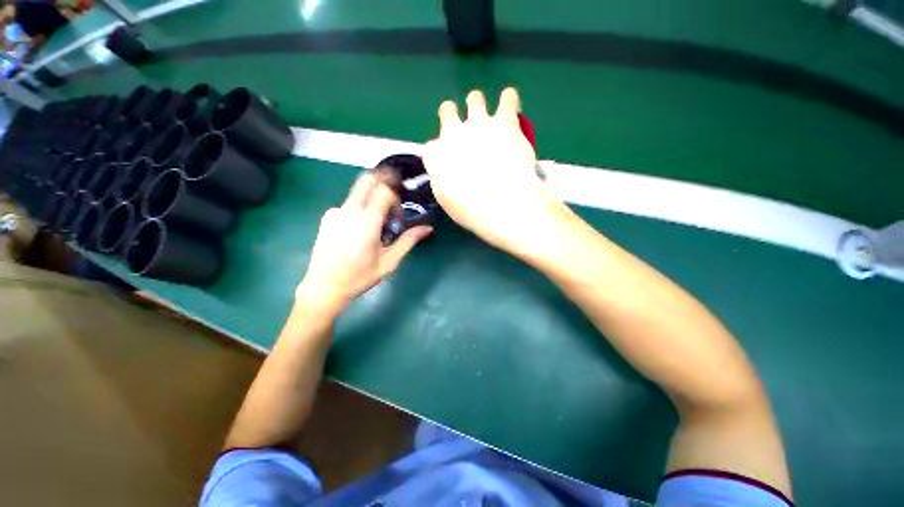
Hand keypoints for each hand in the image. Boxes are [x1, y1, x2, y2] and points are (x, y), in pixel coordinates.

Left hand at [295, 174, 431, 313]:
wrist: (324, 287)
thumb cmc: (359, 277)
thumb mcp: (389, 261)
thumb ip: (408, 241)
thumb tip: (427, 228)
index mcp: (366, 222)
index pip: (384, 190)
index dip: (395, 198)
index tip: (397, 216)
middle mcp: (349, 210)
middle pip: (368, 180)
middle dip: (383, 186)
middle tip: (390, 206)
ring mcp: (335, 212)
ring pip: (359, 192)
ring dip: (372, 201)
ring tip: (374, 228)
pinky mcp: (327, 217)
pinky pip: (349, 204)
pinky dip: (360, 210)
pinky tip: (359, 232)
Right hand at [422, 88, 568, 258]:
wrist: (502, 205)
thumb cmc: (471, 210)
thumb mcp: (446, 199)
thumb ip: (441, 179)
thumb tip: (443, 171)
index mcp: (437, 154)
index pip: (432, 146)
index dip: (441, 152)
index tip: (449, 160)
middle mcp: (454, 132)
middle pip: (447, 111)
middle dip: (453, 117)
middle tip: (466, 132)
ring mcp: (480, 123)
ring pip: (474, 98)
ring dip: (478, 106)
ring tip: (489, 120)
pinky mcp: (505, 122)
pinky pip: (508, 97)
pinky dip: (509, 101)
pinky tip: (511, 109)